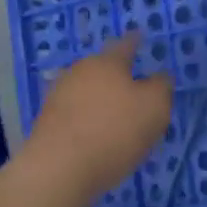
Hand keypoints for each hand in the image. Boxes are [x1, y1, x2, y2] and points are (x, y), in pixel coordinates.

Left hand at [22, 33, 174, 203]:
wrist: (57, 170)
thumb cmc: (114, 131)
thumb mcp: (155, 108)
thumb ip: (161, 87)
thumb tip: (159, 77)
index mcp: (107, 63)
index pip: (125, 45)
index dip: (135, 41)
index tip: (139, 36)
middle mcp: (79, 72)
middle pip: (101, 68)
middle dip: (116, 75)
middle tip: (133, 88)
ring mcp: (58, 97)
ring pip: (86, 91)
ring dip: (100, 100)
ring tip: (115, 117)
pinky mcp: (46, 123)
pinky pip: (74, 115)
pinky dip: (86, 121)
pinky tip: (95, 137)